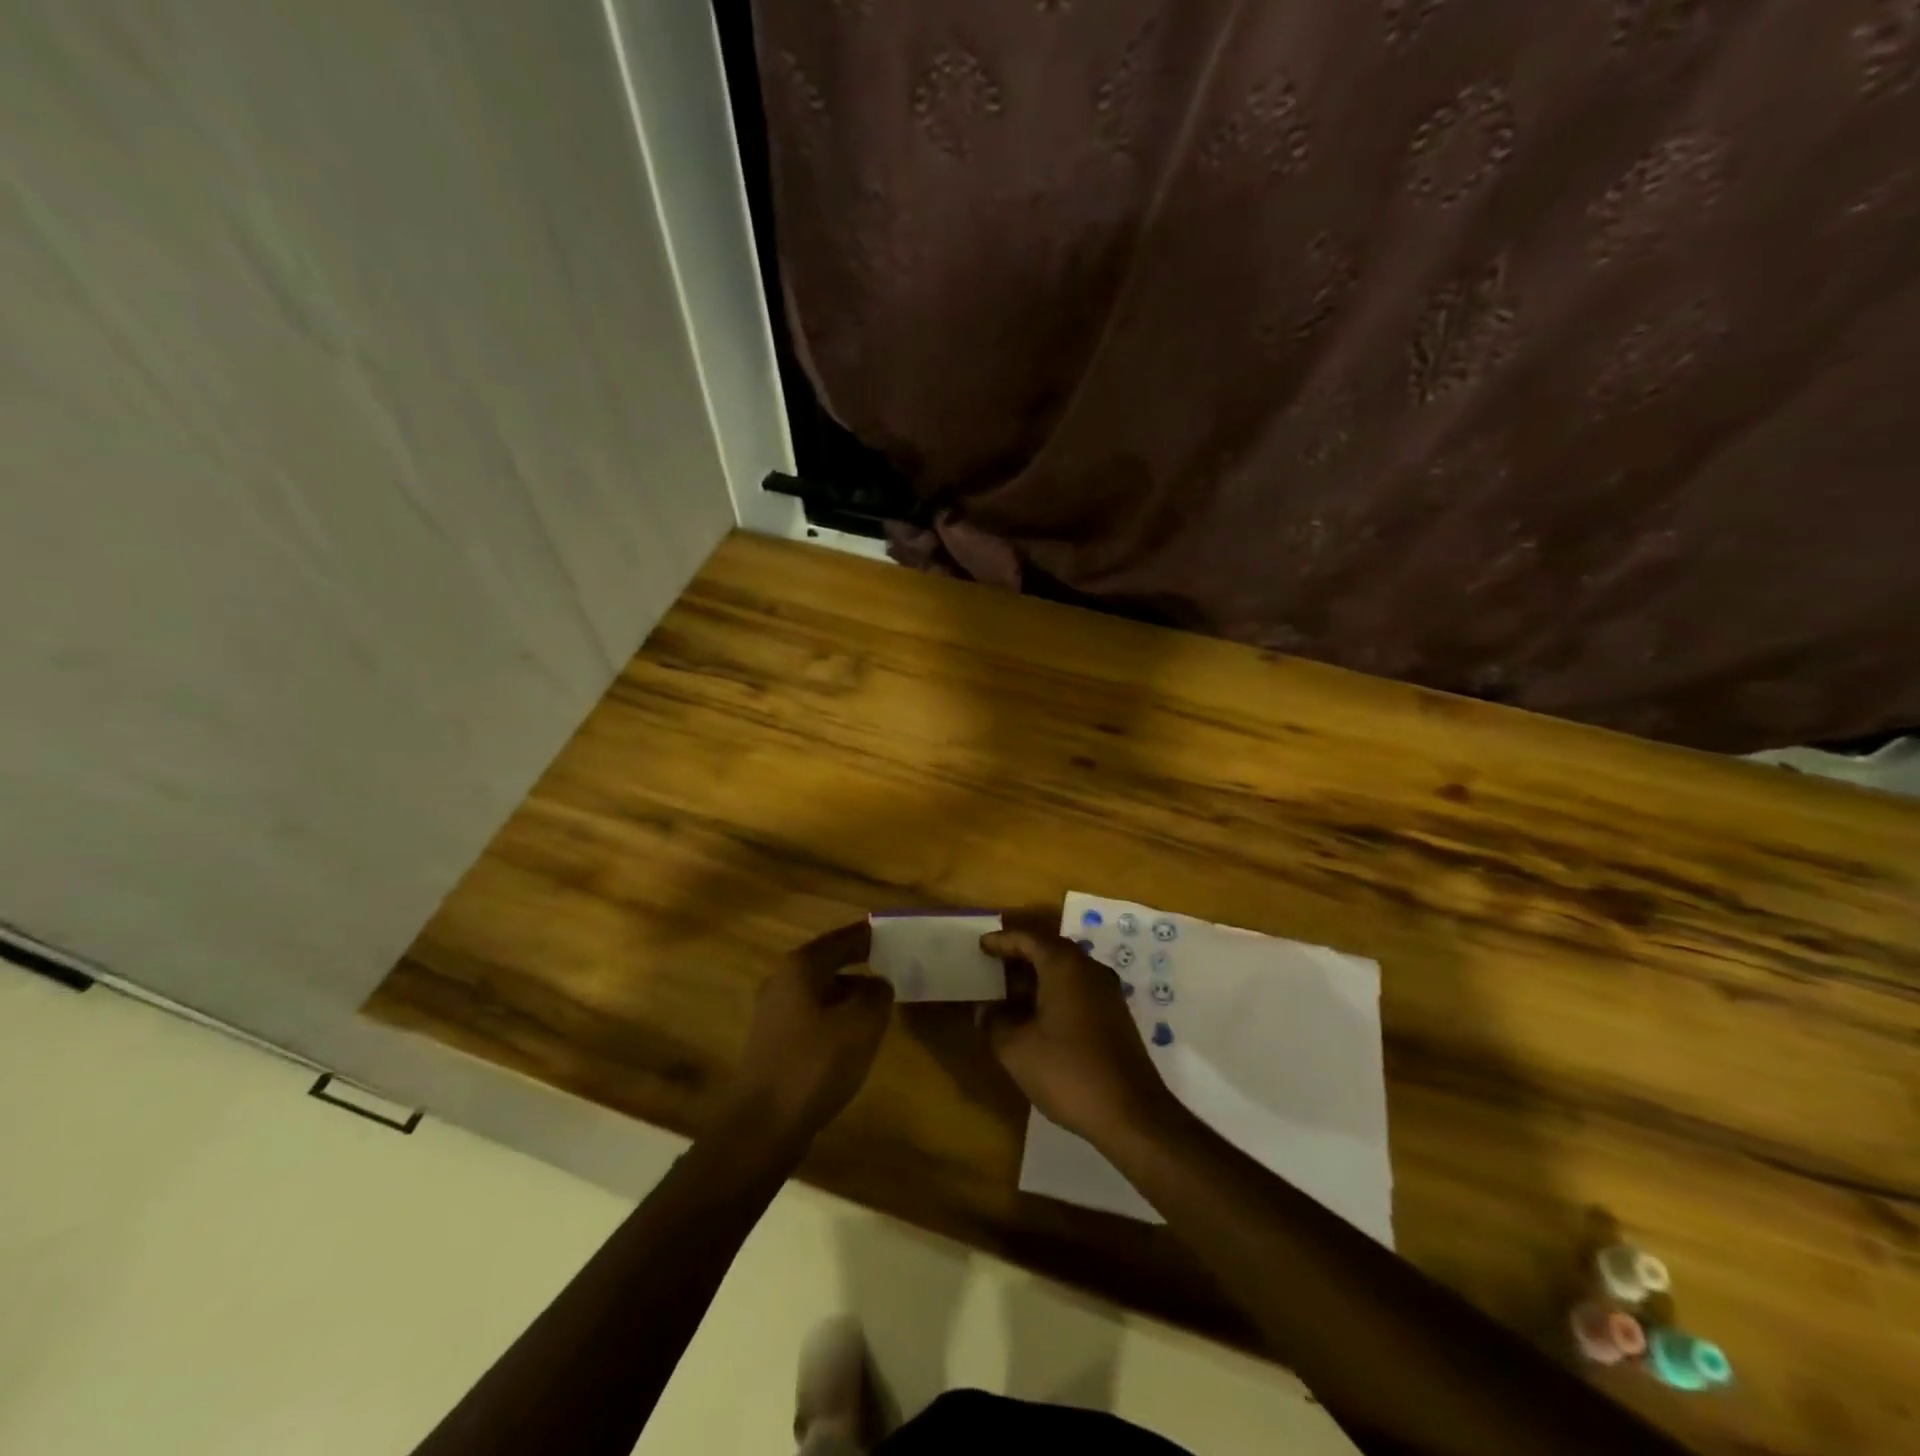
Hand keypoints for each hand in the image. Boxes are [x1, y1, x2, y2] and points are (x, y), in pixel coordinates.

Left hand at [722, 922, 893, 1149]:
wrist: (762, 1126)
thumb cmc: (814, 1064)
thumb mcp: (861, 1024)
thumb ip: (877, 995)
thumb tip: (878, 984)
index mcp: (801, 968)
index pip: (841, 938)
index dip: (867, 936)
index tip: (891, 934)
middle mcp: (782, 982)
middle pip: (827, 963)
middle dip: (857, 963)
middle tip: (889, 966)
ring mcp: (773, 1015)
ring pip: (819, 992)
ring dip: (847, 994)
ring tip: (877, 1004)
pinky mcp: (772, 1045)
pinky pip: (811, 1018)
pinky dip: (833, 1018)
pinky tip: (851, 1038)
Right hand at [978, 927, 1177, 1145]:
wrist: (1131, 1113)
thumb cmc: (1068, 1072)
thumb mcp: (1016, 1050)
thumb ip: (994, 1023)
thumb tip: (985, 1011)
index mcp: (1064, 966)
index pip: (1028, 938)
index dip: (1002, 940)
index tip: (980, 946)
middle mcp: (1089, 969)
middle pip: (1049, 950)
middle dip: (1019, 957)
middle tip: (992, 967)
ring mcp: (1107, 992)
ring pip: (1065, 971)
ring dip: (1037, 978)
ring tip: (1008, 995)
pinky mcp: (1115, 1015)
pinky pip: (1078, 989)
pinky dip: (1054, 993)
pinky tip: (1037, 1018)